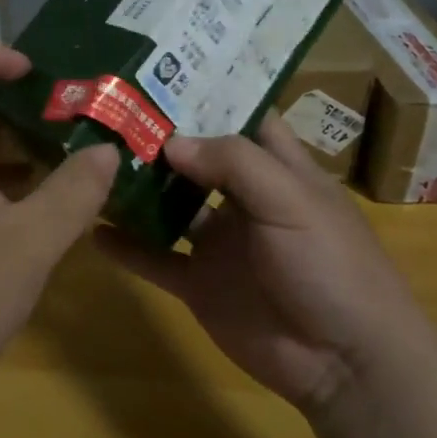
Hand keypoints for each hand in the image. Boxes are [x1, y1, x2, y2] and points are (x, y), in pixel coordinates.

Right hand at [101, 114, 418, 411]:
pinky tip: (93, 228)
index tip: (161, 74)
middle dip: (159, 138)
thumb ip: (233, 163)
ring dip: (138, 188)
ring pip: (170, 206)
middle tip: (109, 111)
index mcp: (278, 169)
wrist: (346, 363)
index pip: (242, 118)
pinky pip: (156, 259)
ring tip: (90, 161)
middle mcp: (245, 199)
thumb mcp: (291, 200)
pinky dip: (127, 247)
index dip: (209, 96)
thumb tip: (171, 142)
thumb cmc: (331, 265)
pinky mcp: (200, 284)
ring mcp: (220, 243)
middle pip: (197, 158)